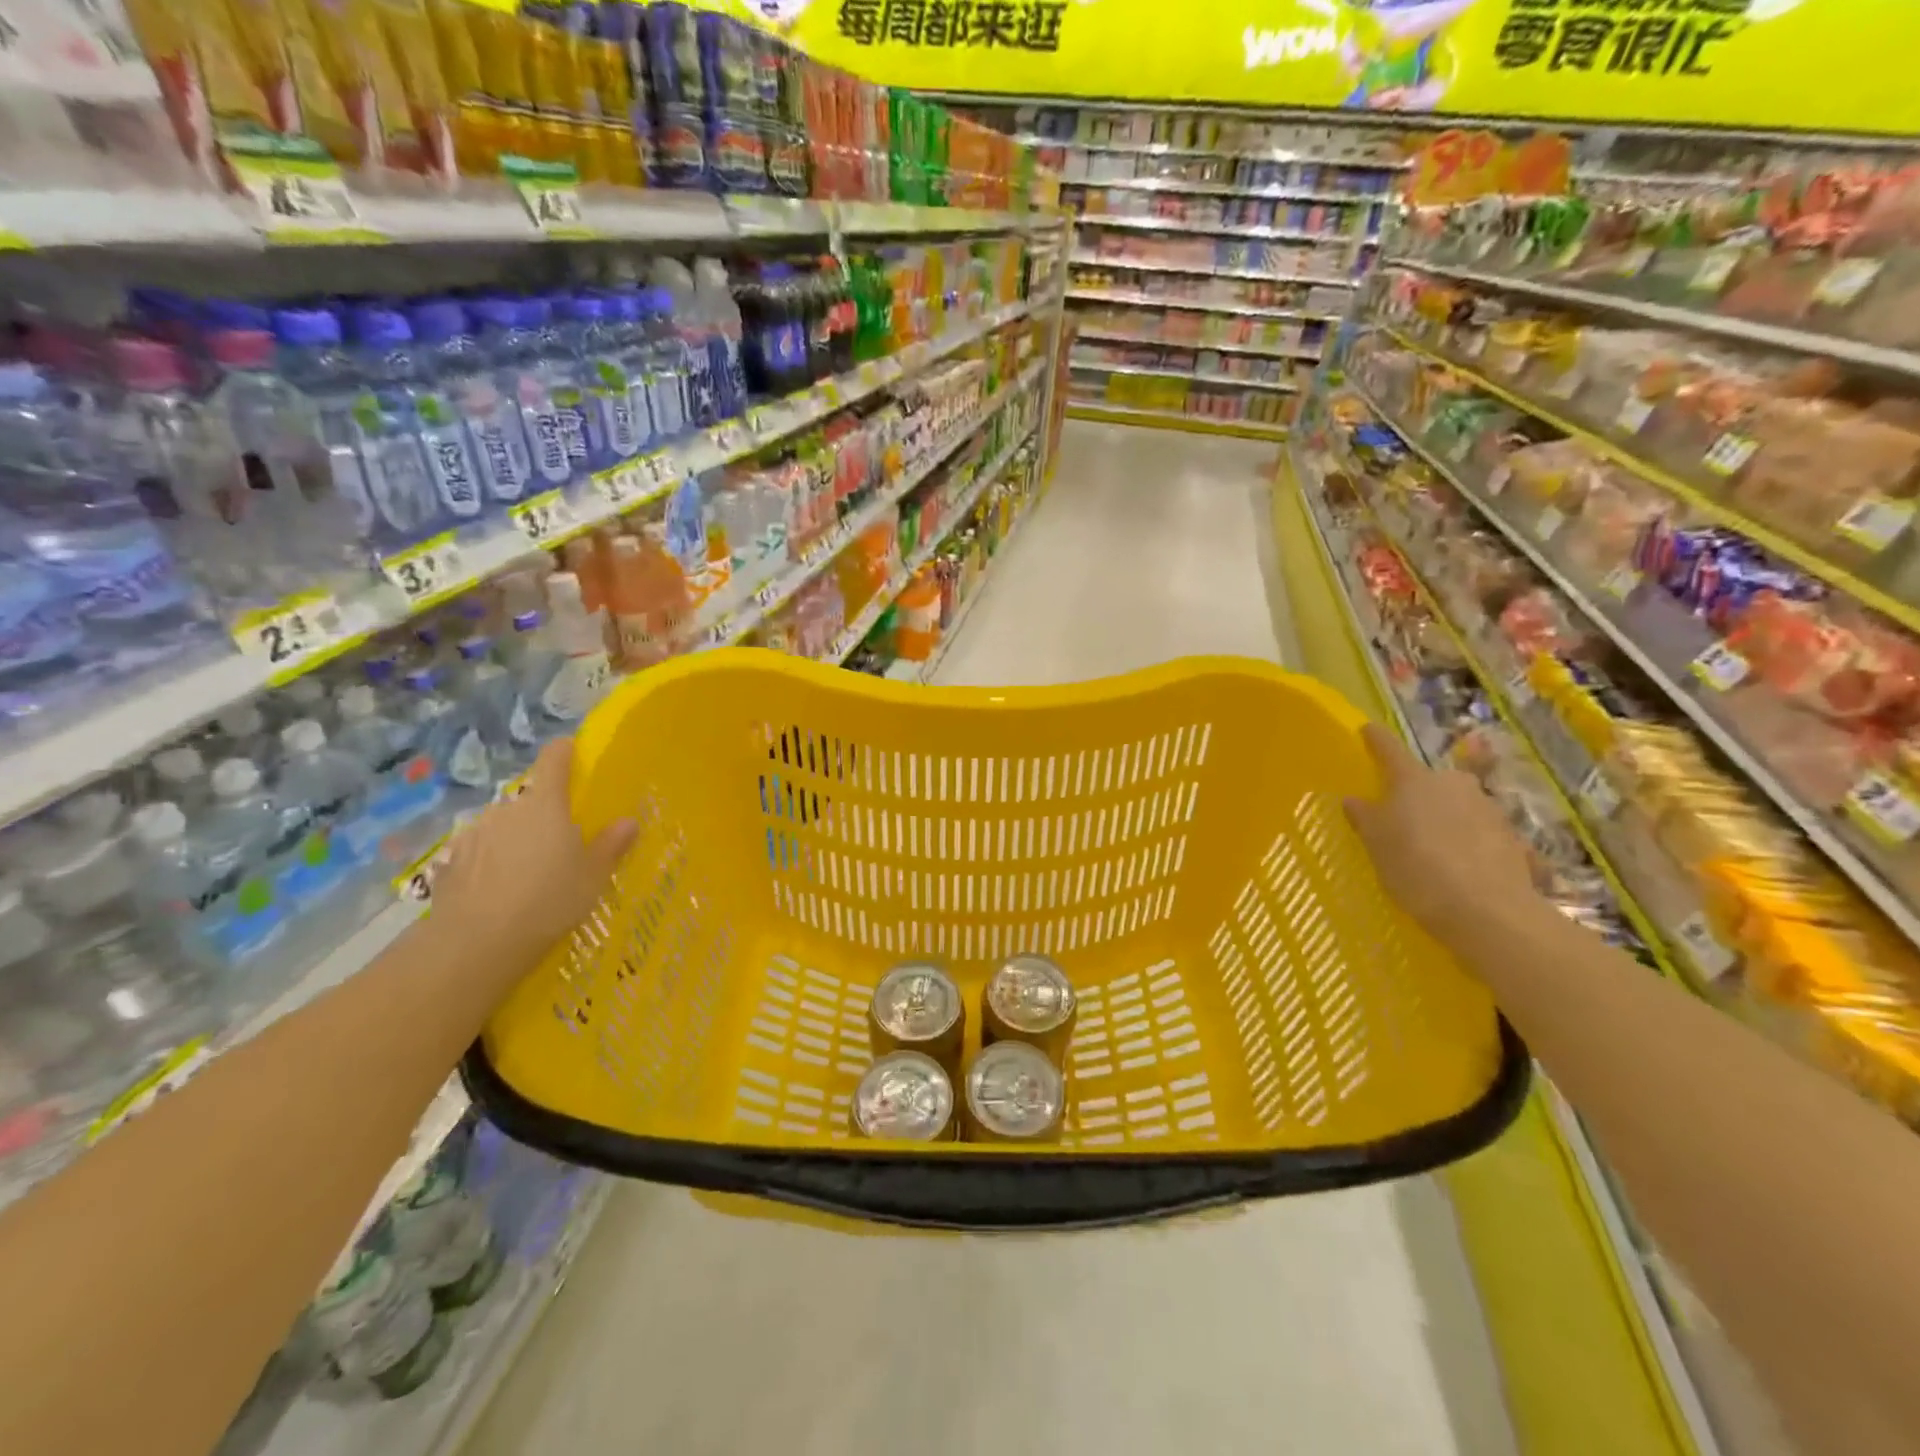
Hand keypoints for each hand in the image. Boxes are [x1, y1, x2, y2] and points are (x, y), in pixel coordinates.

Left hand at [430, 739, 636, 992]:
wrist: (477, 943)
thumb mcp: (593, 877)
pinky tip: (501, 891)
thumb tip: (628, 822)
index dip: (565, 752)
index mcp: (546, 805)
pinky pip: (481, 852)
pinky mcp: (451, 861)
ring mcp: (474, 834)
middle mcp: (507, 809)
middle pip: (531, 799)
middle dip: (545, 814)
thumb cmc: (549, 901)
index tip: (574, 755)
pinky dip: (492, 862)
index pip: (555, 759)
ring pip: (504, 826)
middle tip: (562, 843)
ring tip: (530, 873)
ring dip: (517, 839)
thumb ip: (610, 845)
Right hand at [1342, 723, 1535, 948]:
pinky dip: (1470, 844)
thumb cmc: (1415, 867)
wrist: (1486, 910)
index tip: (1367, 729)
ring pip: (1460, 806)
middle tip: (1402, 813)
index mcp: (1415, 780)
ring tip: (1434, 847)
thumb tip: (1354, 800)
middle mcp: (1454, 784)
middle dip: (1418, 791)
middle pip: (1431, 780)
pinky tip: (1463, 869)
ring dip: (1447, 818)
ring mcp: (1489, 810)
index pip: (1389, 750)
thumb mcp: (1376, 844)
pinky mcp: (1514, 840)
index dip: (1375, 740)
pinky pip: (1482, 835)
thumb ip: (1364, 817)